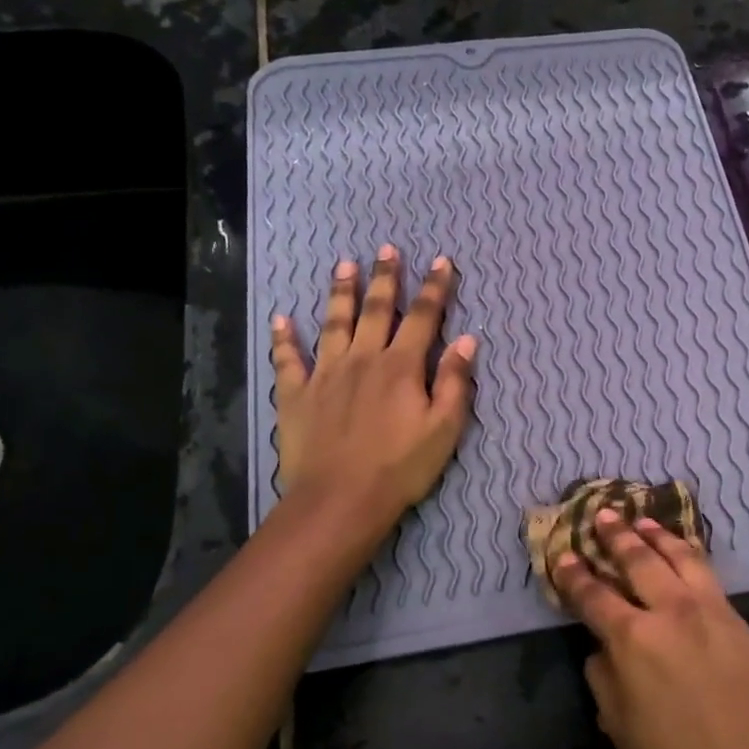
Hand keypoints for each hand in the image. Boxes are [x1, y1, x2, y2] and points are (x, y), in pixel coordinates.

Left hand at [270, 245, 475, 527]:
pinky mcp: (296, 394)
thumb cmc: (400, 467)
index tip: (442, 262)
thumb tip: (467, 339)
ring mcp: (325, 374)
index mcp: (401, 366)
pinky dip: (284, 339)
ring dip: (340, 292)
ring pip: (333, 323)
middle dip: (385, 278)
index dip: (435, 288)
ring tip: (344, 265)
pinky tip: (281, 319)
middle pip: (375, 309)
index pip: (423, 317)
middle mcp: (363, 359)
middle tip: (387, 249)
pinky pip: (288, 360)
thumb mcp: (444, 428)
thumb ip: (456, 381)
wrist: (340, 499)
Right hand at [555, 514, 748, 748]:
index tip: (564, 554)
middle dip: (617, 536)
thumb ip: (605, 675)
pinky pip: (714, 584)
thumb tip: (604, 647)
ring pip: (684, 558)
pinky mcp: (747, 628)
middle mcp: (675, 614)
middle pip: (640, 560)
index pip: (594, 596)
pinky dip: (692, 563)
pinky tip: (686, 559)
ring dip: (660, 536)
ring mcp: (717, 615)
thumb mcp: (620, 727)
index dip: (575, 574)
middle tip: (603, 516)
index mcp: (635, 641)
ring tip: (643, 520)